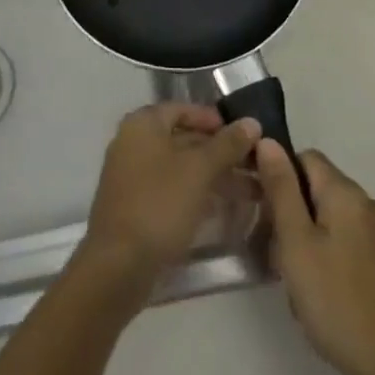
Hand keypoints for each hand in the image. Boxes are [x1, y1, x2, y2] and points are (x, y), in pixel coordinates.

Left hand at [77, 103, 260, 310]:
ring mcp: (133, 176)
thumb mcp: (199, 170)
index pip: (182, 109)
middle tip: (255, 165)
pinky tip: (224, 208)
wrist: (118, 265)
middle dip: (220, 152)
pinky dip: (197, 193)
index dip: (214, 119)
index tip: (243, 135)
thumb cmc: (159, 204)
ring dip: (214, 175)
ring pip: (180, 167)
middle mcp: (134, 143)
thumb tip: (252, 122)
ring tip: (253, 190)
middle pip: (183, 138)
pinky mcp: (137, 206)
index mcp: (143, 124)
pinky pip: (172, 189)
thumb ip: (227, 145)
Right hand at [254, 141, 374, 374]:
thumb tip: (268, 141)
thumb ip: (281, 189)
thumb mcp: (296, 243)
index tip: (262, 209)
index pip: (305, 158)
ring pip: (332, 218)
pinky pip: (349, 241)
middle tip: (276, 254)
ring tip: (297, 281)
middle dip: (293, 213)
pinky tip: (323, 294)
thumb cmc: (337, 302)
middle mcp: (370, 204)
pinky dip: (330, 255)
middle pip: (319, 189)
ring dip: (309, 238)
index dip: (279, 175)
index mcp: (347, 193)